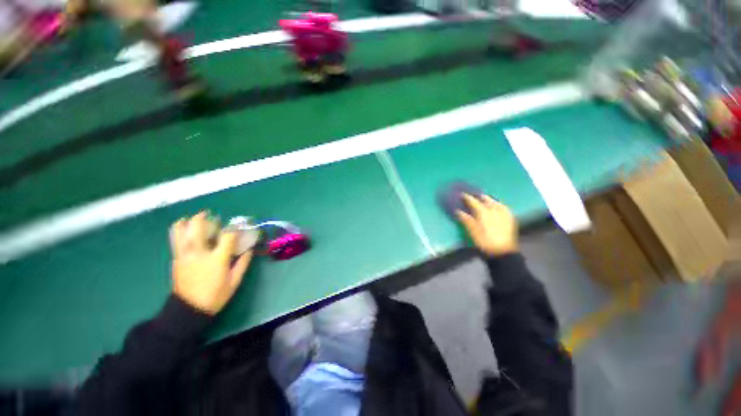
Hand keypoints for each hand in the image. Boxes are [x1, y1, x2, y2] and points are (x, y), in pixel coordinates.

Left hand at [169, 212, 251, 314]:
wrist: (188, 310)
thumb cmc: (215, 296)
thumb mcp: (235, 281)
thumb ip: (243, 263)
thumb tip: (249, 249)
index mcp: (217, 258)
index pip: (227, 235)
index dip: (235, 228)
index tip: (240, 226)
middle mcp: (199, 253)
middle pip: (198, 227)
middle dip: (204, 217)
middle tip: (209, 215)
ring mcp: (184, 255)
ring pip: (180, 231)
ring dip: (187, 221)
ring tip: (194, 220)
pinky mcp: (176, 259)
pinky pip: (175, 240)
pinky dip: (180, 231)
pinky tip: (187, 232)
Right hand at [456, 194, 518, 255]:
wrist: (502, 252)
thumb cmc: (484, 242)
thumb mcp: (472, 231)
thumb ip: (466, 219)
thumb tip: (458, 211)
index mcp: (484, 212)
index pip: (474, 201)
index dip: (467, 197)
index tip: (462, 194)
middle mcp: (494, 210)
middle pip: (486, 199)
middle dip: (479, 196)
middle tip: (474, 196)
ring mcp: (504, 213)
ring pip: (496, 201)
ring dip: (489, 199)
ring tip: (485, 199)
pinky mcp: (510, 218)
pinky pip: (504, 207)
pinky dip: (498, 204)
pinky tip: (497, 206)